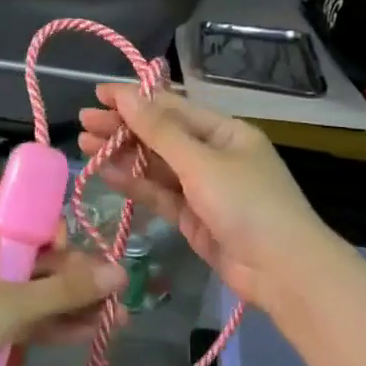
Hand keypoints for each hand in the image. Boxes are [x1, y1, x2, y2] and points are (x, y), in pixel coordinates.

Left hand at [0, 212, 124, 365]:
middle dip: (79, 281)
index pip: (35, 221)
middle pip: (42, 260)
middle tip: (117, 302)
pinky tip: (87, 335)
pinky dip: (53, 325)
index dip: (64, 241)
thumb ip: (67, 289)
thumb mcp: (13, 304)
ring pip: (37, 292)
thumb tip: (121, 272)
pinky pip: (26, 317)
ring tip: (116, 322)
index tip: (83, 265)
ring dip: (73, 306)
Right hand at [78, 84, 335, 310]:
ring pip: (156, 166)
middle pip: (161, 136)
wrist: (282, 271)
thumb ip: (159, 131)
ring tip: (84, 145)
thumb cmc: (248, 204)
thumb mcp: (201, 162)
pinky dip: (134, 184)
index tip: (98, 95)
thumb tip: (126, 95)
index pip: (173, 108)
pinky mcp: (192, 217)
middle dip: (123, 128)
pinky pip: (159, 194)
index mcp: (225, 132)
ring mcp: (203, 188)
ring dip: (123, 155)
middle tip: (83, 122)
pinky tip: (107, 173)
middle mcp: (213, 155)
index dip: (135, 99)